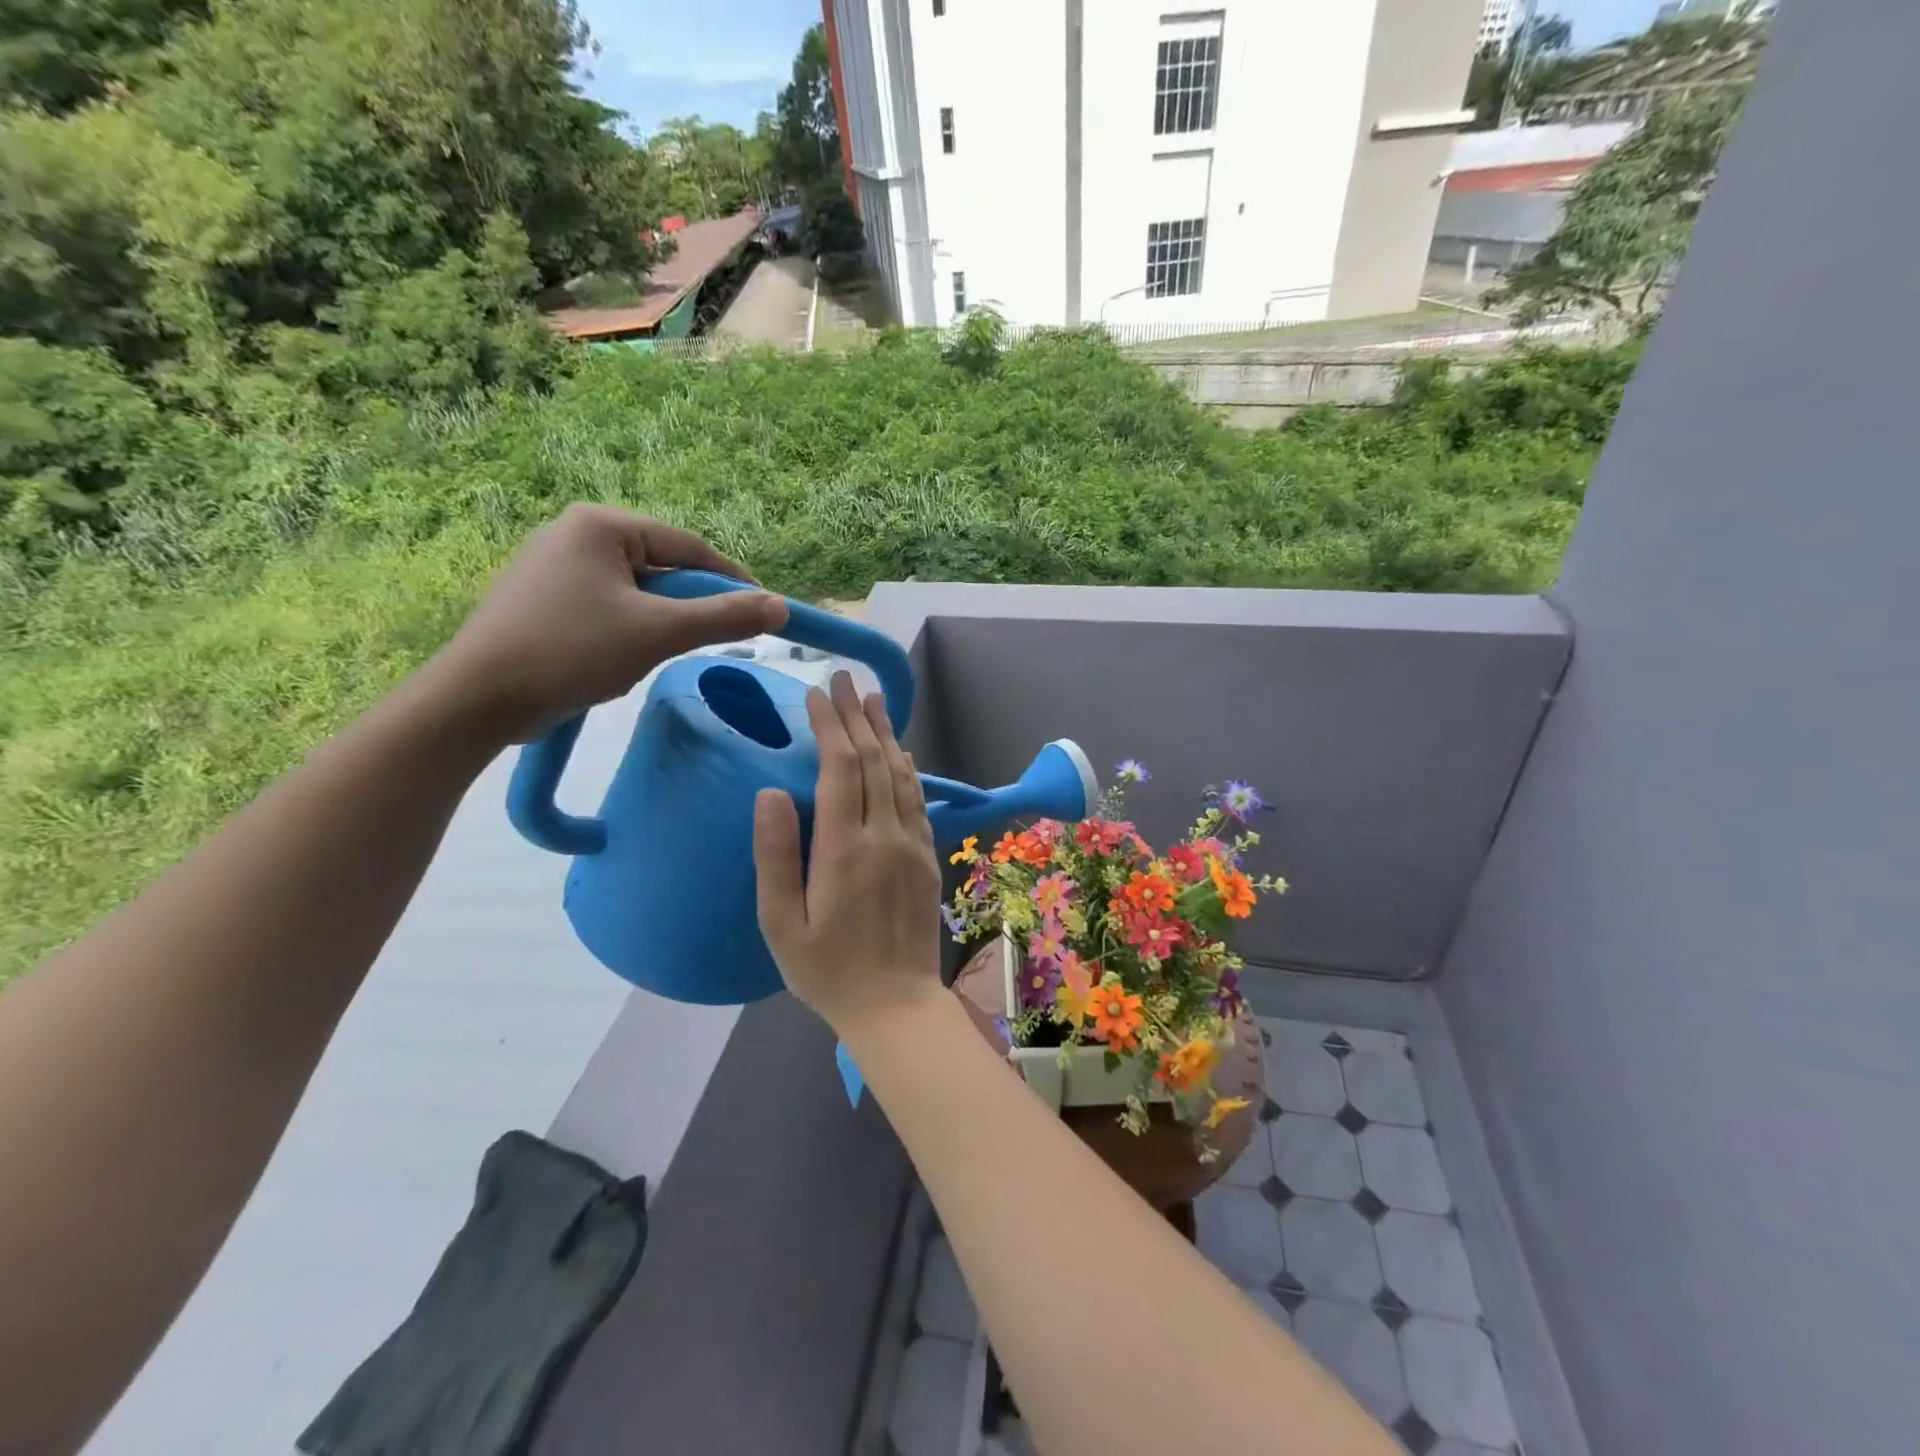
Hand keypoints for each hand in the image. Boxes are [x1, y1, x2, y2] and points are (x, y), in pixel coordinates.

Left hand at [429, 504, 788, 742]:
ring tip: (661, 653)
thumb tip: (781, 607)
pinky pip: (608, 605)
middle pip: (661, 567)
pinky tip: (624, 656)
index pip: (687, 545)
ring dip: (661, 620)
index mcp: (600, 525)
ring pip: (635, 590)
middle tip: (713, 639)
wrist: (479, 699)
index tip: (763, 611)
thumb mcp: (658, 633)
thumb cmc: (572, 652)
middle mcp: (574, 533)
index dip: (731, 579)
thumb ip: (723, 618)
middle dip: (690, 604)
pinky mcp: (541, 598)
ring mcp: (553, 565)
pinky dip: (630, 627)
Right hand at [753, 672, 944, 1036]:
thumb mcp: (780, 923)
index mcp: (844, 848)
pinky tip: (900, 752)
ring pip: (900, 773)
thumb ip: (775, 855)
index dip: (830, 725)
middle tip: (845, 680)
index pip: (840, 767)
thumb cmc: (826, 970)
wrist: (895, 1004)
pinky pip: (917, 799)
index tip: (816, 694)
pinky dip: (907, 768)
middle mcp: (884, 835)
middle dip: (857, 715)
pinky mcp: (926, 856)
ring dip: (886, 733)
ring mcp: (912, 844)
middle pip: (873, 760)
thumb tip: (770, 792)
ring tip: (874, 699)